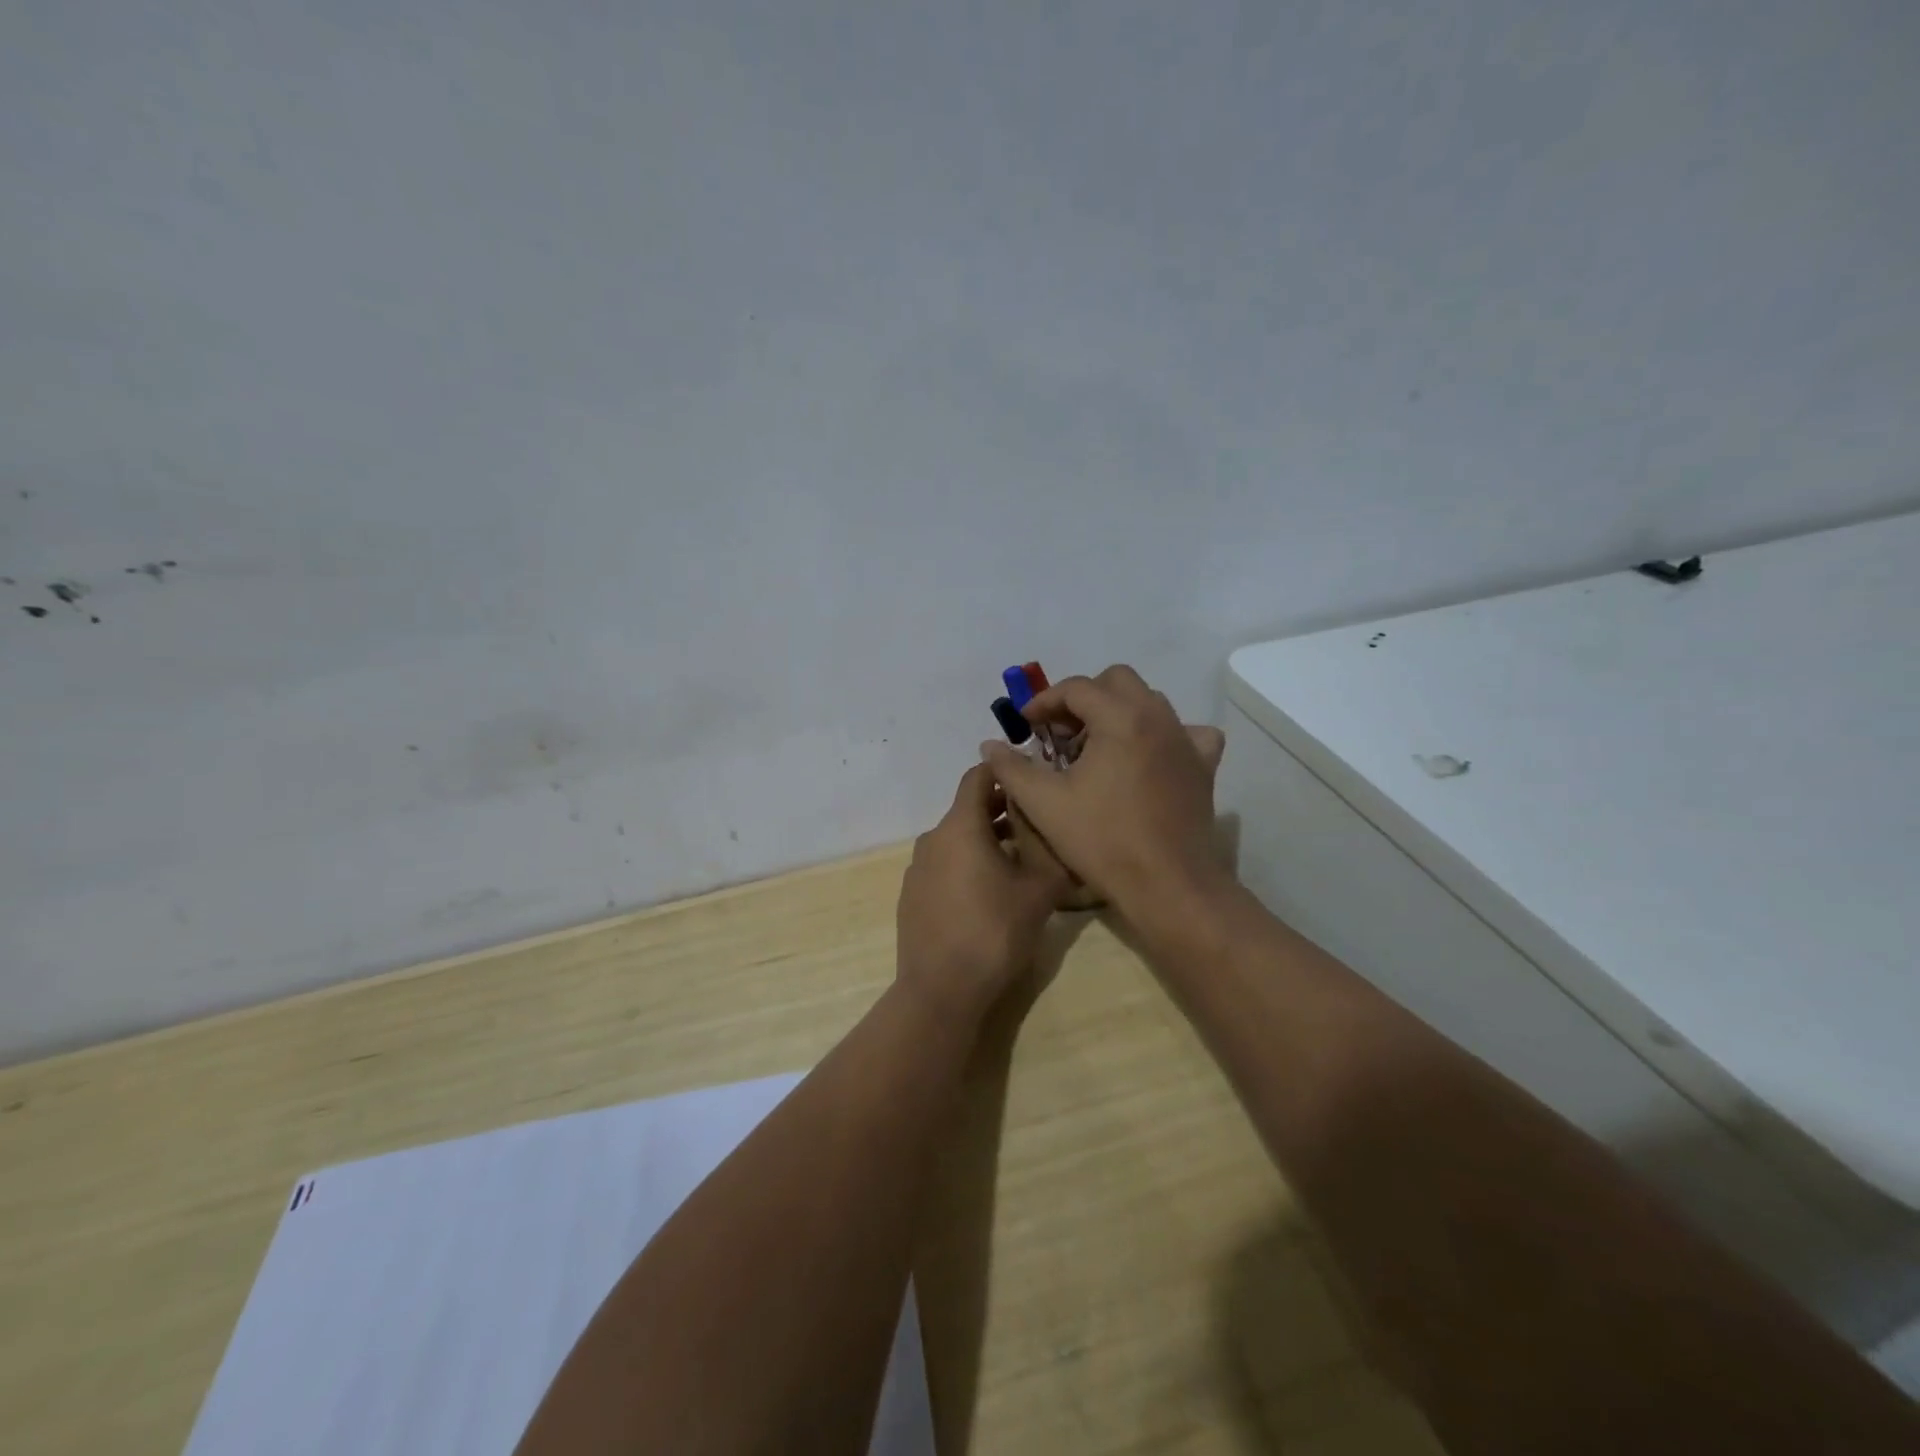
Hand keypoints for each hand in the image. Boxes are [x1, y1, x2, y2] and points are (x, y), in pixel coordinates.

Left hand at [896, 762, 1070, 1023]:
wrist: (941, 989)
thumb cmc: (995, 931)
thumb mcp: (1040, 890)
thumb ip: (1049, 848)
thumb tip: (1055, 826)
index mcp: (960, 826)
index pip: (978, 776)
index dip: (1005, 772)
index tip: (1032, 778)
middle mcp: (933, 838)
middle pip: (968, 809)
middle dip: (1002, 810)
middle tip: (1036, 821)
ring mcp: (917, 868)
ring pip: (956, 840)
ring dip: (986, 840)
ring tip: (1020, 859)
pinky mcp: (911, 895)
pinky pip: (944, 865)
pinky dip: (966, 865)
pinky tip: (988, 892)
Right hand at [980, 665, 1226, 918]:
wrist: (1167, 884)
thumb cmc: (1102, 840)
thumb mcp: (1044, 804)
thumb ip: (1012, 768)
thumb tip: (990, 745)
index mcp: (1120, 718)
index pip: (1076, 688)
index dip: (1044, 702)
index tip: (1026, 726)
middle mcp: (1157, 717)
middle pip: (1117, 682)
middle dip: (1083, 700)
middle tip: (1061, 734)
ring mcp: (1185, 740)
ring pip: (1149, 702)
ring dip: (1117, 713)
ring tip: (1096, 749)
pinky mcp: (1203, 766)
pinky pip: (1186, 732)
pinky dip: (1162, 735)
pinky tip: (1148, 757)